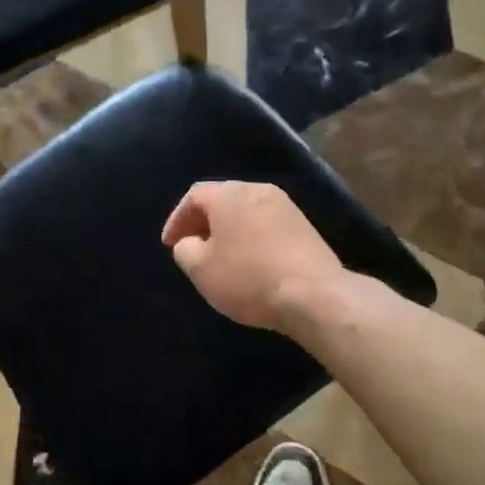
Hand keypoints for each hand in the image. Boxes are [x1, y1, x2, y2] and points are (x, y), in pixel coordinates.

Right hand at [160, 181, 345, 330]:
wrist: (314, 295)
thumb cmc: (249, 278)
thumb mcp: (201, 269)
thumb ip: (185, 250)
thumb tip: (189, 242)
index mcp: (230, 195)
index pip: (195, 196)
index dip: (177, 219)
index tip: (170, 244)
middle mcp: (258, 190)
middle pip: (222, 199)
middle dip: (203, 221)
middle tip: (192, 246)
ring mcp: (285, 206)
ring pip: (246, 211)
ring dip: (228, 229)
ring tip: (220, 256)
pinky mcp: (304, 225)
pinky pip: (266, 224)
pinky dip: (250, 236)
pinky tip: (250, 261)